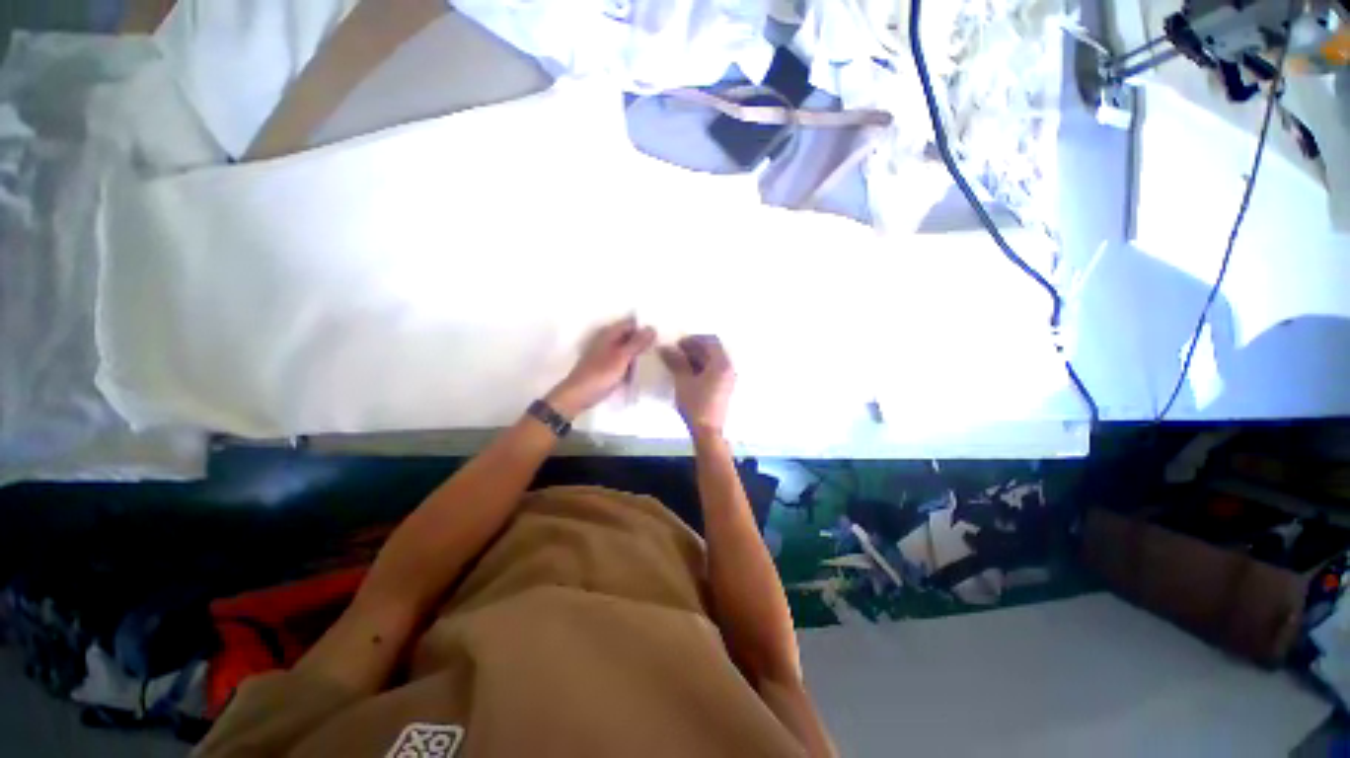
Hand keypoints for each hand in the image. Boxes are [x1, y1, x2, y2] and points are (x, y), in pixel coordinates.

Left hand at [546, 317, 655, 417]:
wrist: (579, 395)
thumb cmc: (600, 374)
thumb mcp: (622, 357)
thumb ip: (637, 343)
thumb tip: (652, 327)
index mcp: (609, 334)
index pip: (631, 324)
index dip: (644, 328)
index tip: (660, 335)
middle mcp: (608, 341)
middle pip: (629, 337)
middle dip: (643, 342)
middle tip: (661, 349)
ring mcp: (607, 355)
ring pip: (627, 351)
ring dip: (638, 356)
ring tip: (656, 360)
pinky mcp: (607, 368)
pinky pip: (624, 363)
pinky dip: (632, 366)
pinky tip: (642, 372)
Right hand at [660, 335, 735, 437]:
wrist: (707, 431)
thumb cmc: (696, 404)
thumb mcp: (683, 381)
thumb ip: (676, 362)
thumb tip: (666, 348)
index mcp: (722, 364)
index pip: (710, 341)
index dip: (693, 339)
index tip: (678, 343)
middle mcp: (728, 369)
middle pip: (713, 350)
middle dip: (695, 348)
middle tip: (677, 351)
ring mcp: (728, 379)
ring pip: (713, 361)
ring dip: (697, 358)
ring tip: (680, 362)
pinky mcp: (724, 388)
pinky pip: (714, 371)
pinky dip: (702, 367)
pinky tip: (688, 373)